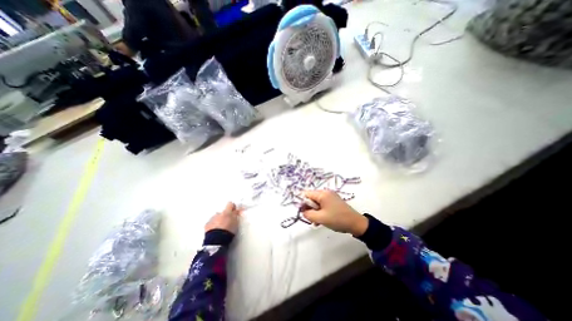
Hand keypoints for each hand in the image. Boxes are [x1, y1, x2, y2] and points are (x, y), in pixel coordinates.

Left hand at [205, 202, 241, 234]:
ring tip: (221, 228)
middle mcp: (219, 213)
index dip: (233, 207)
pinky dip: (214, 226)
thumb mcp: (236, 222)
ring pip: (217, 217)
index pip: (230, 204)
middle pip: (223, 212)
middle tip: (228, 222)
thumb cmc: (229, 230)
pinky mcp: (207, 225)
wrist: (217, 240)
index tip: (234, 211)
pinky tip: (216, 231)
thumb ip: (236, 215)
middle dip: (225, 216)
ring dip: (219, 221)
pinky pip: (211, 223)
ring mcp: (212, 219)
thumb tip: (237, 210)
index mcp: (227, 212)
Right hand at [301, 190, 368, 236]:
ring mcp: (330, 196)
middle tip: (311, 218)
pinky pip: (322, 204)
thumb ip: (308, 214)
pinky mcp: (334, 201)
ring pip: (317, 202)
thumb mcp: (320, 218)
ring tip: (317, 221)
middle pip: (311, 197)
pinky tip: (321, 219)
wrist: (356, 223)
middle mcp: (326, 192)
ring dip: (314, 211)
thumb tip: (302, 211)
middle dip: (309, 208)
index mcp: (322, 194)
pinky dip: (320, 211)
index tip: (302, 212)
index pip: (306, 194)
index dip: (302, 202)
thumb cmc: (337, 219)